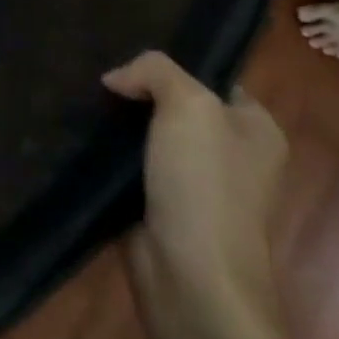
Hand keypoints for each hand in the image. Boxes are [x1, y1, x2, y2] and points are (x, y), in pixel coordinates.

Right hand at [104, 52, 286, 316]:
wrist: (191, 279)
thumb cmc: (204, 185)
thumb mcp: (188, 105)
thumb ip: (154, 71)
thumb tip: (116, 79)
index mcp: (256, 129)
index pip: (210, 78)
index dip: (171, 65)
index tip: (128, 59)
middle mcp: (232, 154)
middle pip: (175, 105)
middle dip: (138, 93)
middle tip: (98, 78)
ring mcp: (196, 184)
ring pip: (149, 134)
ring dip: (118, 123)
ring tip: (81, 102)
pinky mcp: (161, 206)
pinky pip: (131, 165)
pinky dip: (109, 154)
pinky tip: (83, 137)